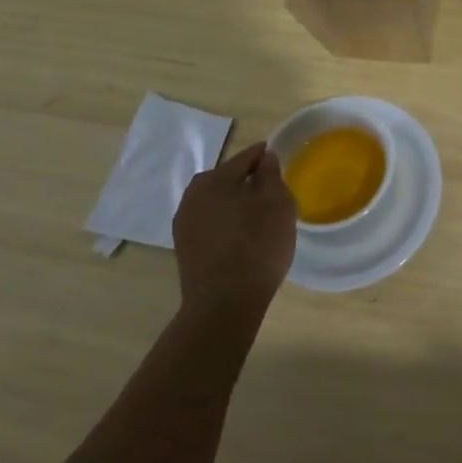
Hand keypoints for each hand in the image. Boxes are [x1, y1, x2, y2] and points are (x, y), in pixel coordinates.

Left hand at [172, 141, 296, 325]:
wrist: (223, 306)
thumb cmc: (256, 247)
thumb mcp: (277, 204)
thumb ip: (271, 175)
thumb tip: (264, 157)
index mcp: (213, 180)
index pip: (243, 158)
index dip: (262, 156)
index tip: (275, 156)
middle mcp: (192, 196)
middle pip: (225, 178)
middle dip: (246, 179)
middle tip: (269, 187)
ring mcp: (184, 224)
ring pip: (216, 201)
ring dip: (234, 202)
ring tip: (257, 213)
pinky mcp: (185, 248)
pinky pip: (210, 222)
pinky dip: (226, 221)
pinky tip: (241, 234)